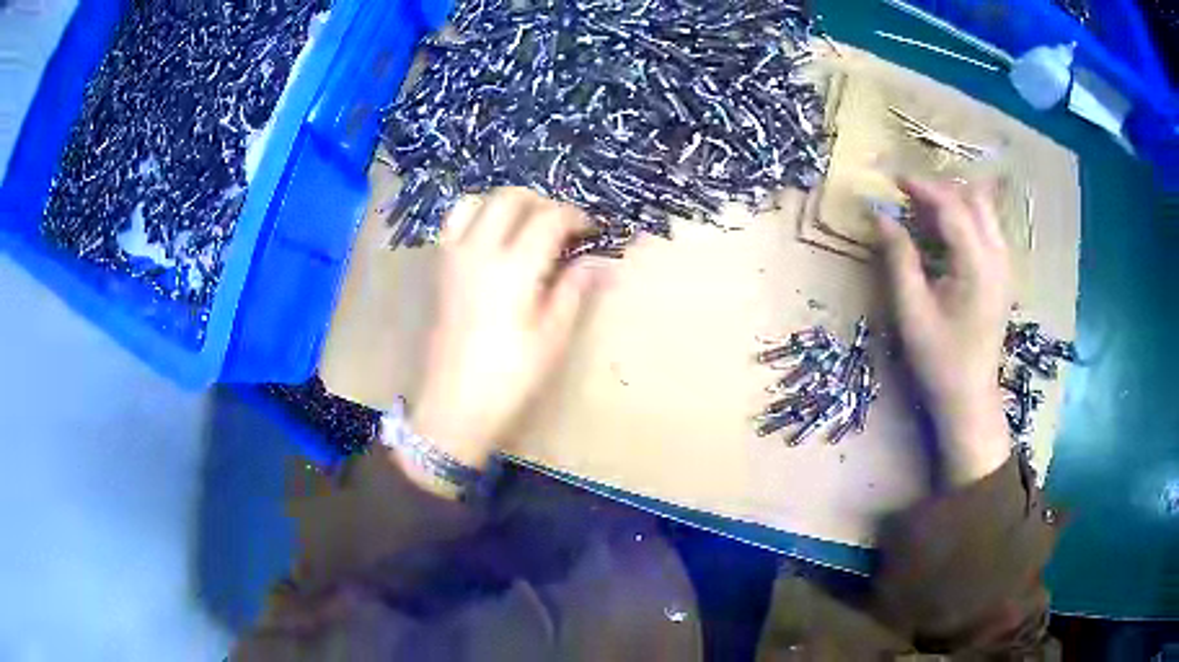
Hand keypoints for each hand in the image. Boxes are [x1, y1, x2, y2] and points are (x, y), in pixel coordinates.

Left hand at [408, 188, 599, 469]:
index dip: (575, 216)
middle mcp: (480, 251)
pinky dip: (476, 217)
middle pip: (510, 198)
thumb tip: (602, 261)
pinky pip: (455, 224)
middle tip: (561, 225)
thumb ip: (575, 290)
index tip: (592, 229)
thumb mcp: (552, 337)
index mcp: (514, 268)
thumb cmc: (510, 377)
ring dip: (505, 204)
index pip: (549, 218)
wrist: (454, 405)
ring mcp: (454, 258)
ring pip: (476, 202)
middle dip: (541, 201)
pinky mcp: (440, 270)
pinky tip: (492, 241)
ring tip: (525, 226)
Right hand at [877, 180, 1012, 484]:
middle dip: (942, 189)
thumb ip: (899, 258)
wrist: (970, 398)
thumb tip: (882, 216)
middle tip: (910, 196)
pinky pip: (987, 229)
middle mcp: (998, 259)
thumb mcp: (912, 311)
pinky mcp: (1003, 275)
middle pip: (975, 200)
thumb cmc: (939, 360)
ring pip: (984, 212)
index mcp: (977, 266)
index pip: (952, 208)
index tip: (894, 180)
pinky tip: (945, 233)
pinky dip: (965, 219)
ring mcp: (1005, 266)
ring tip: (924, 210)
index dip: (922, 188)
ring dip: (955, 202)